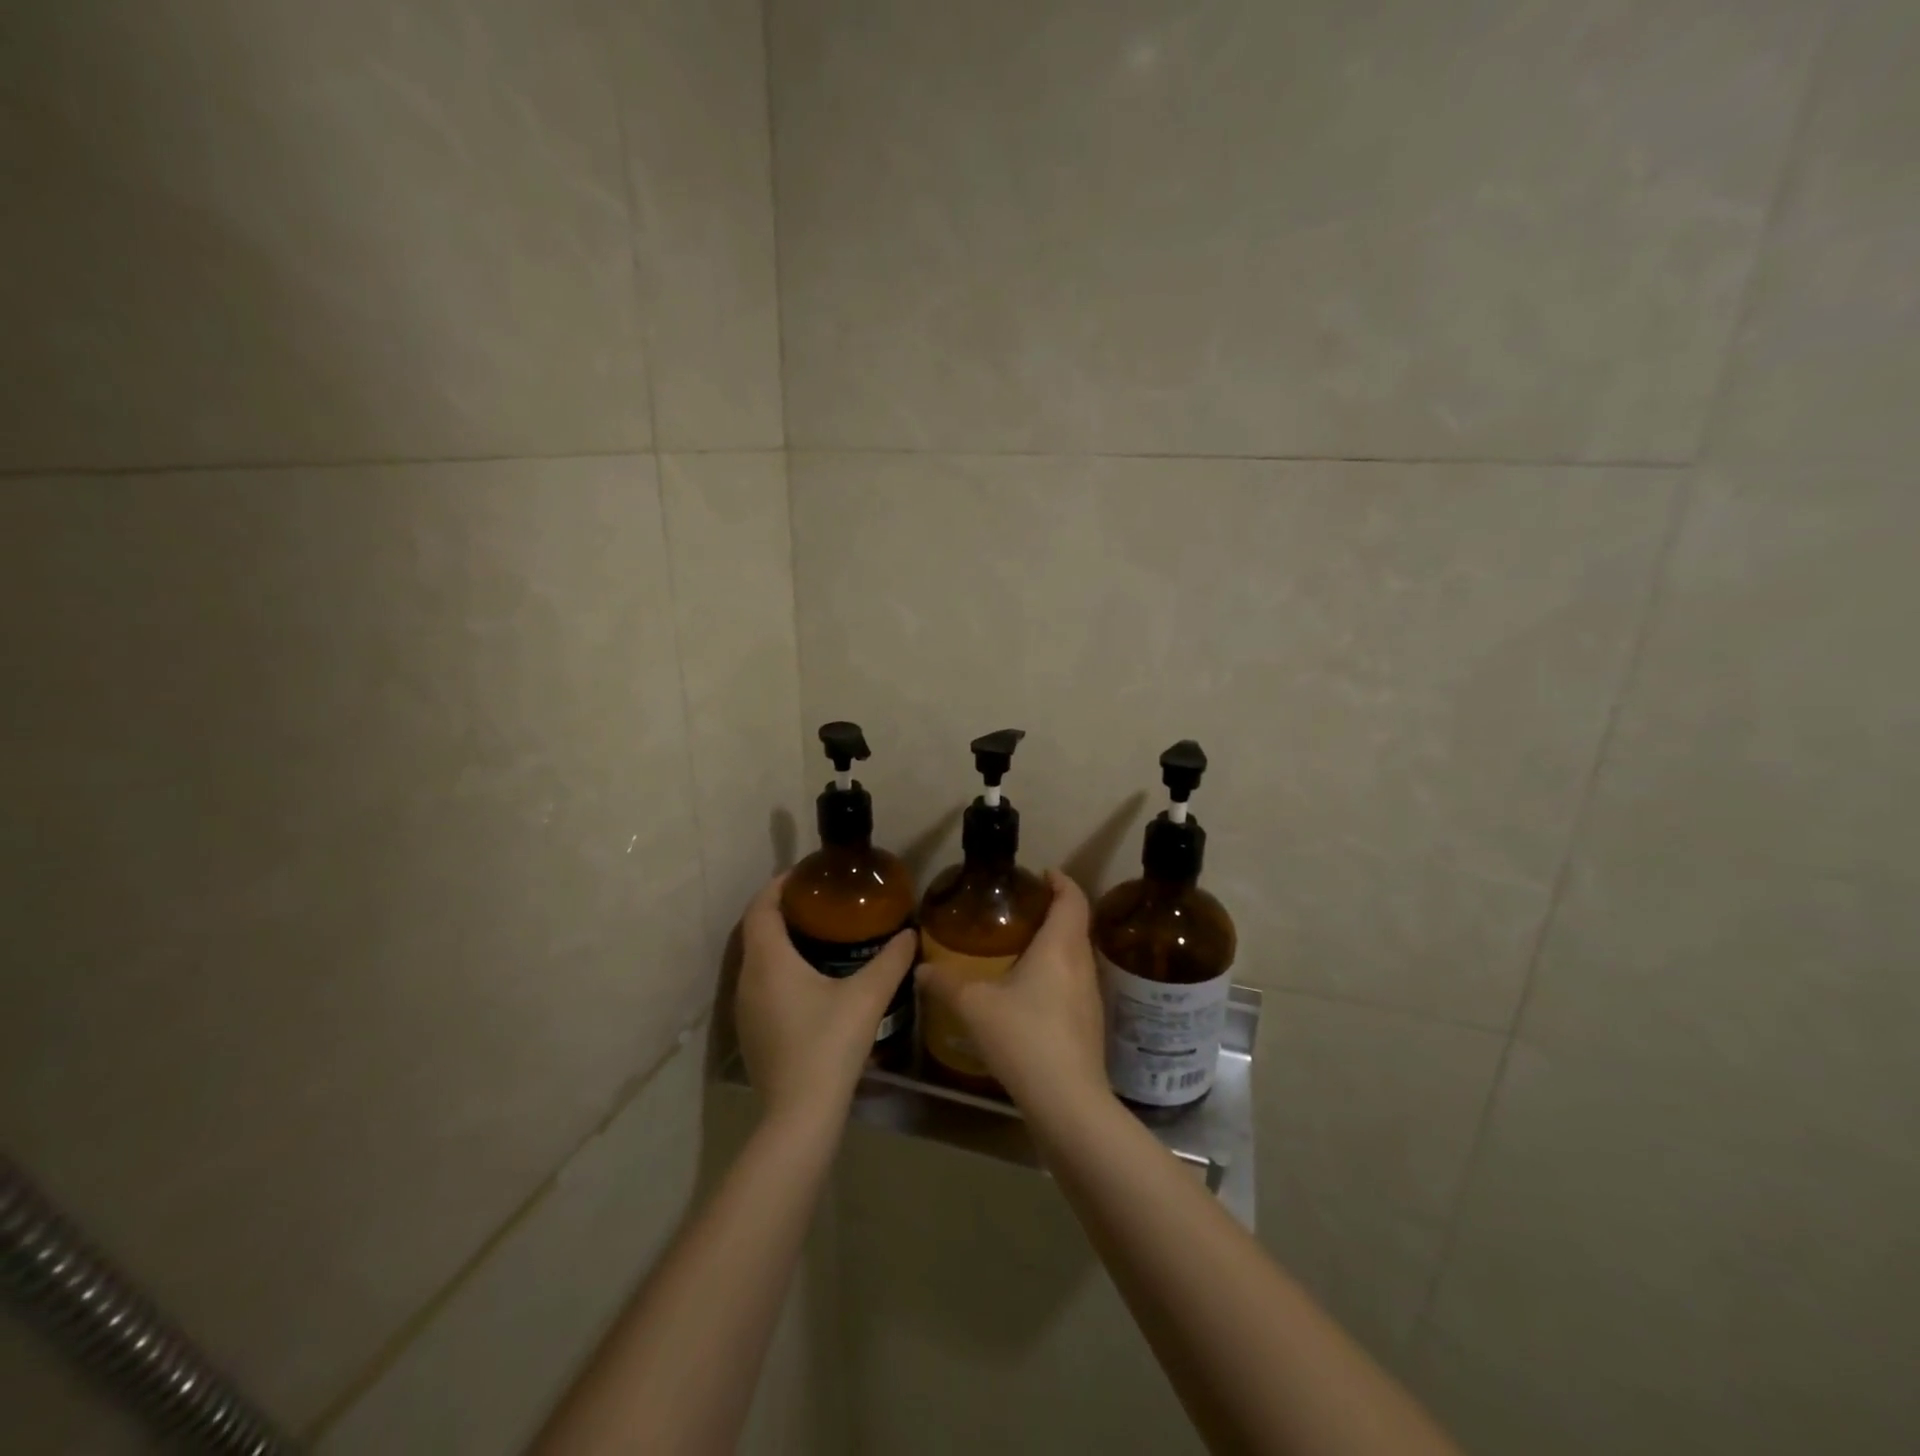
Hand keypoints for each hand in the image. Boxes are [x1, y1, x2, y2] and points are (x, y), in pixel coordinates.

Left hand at [735, 874, 916, 1123]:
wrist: (800, 1114)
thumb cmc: (829, 1044)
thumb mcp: (867, 997)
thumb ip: (891, 961)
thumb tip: (910, 934)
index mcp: (769, 961)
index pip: (761, 908)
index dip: (778, 886)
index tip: (804, 875)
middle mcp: (748, 980)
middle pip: (757, 931)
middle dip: (782, 911)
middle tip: (819, 903)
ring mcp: (744, 1010)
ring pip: (757, 961)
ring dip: (779, 942)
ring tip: (817, 936)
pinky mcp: (751, 1033)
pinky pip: (760, 985)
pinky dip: (778, 970)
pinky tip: (809, 982)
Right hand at [917, 869, 1109, 1114]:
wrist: (1068, 1102)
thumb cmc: (1024, 1039)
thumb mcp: (975, 1007)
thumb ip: (946, 984)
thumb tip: (921, 968)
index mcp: (1060, 947)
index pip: (1072, 898)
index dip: (1061, 880)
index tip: (1042, 873)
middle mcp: (1082, 964)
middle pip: (1076, 924)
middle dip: (1054, 910)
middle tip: (1022, 909)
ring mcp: (1090, 996)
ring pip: (1076, 955)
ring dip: (1056, 943)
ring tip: (1022, 946)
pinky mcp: (1089, 1023)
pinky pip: (1074, 982)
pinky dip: (1056, 973)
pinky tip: (1030, 992)